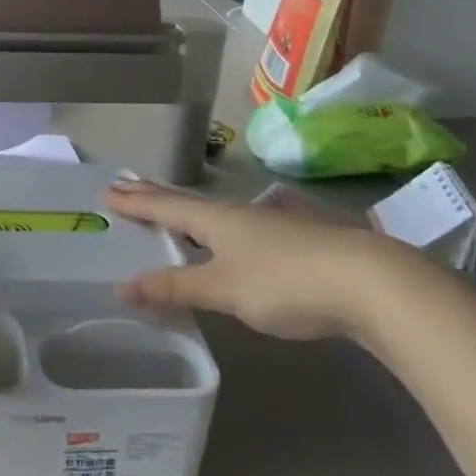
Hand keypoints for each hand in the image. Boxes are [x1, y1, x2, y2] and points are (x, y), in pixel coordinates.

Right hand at [109, 180, 398, 339]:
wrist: (368, 282)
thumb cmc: (284, 281)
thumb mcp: (223, 289)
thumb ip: (175, 287)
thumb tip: (121, 287)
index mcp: (215, 219)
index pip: (165, 206)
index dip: (135, 202)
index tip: (107, 190)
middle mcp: (238, 214)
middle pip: (188, 202)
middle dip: (155, 197)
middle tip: (128, 186)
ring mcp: (271, 225)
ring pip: (217, 214)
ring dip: (188, 213)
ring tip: (173, 212)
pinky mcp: (297, 242)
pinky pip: (241, 229)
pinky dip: (220, 231)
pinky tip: (233, 238)